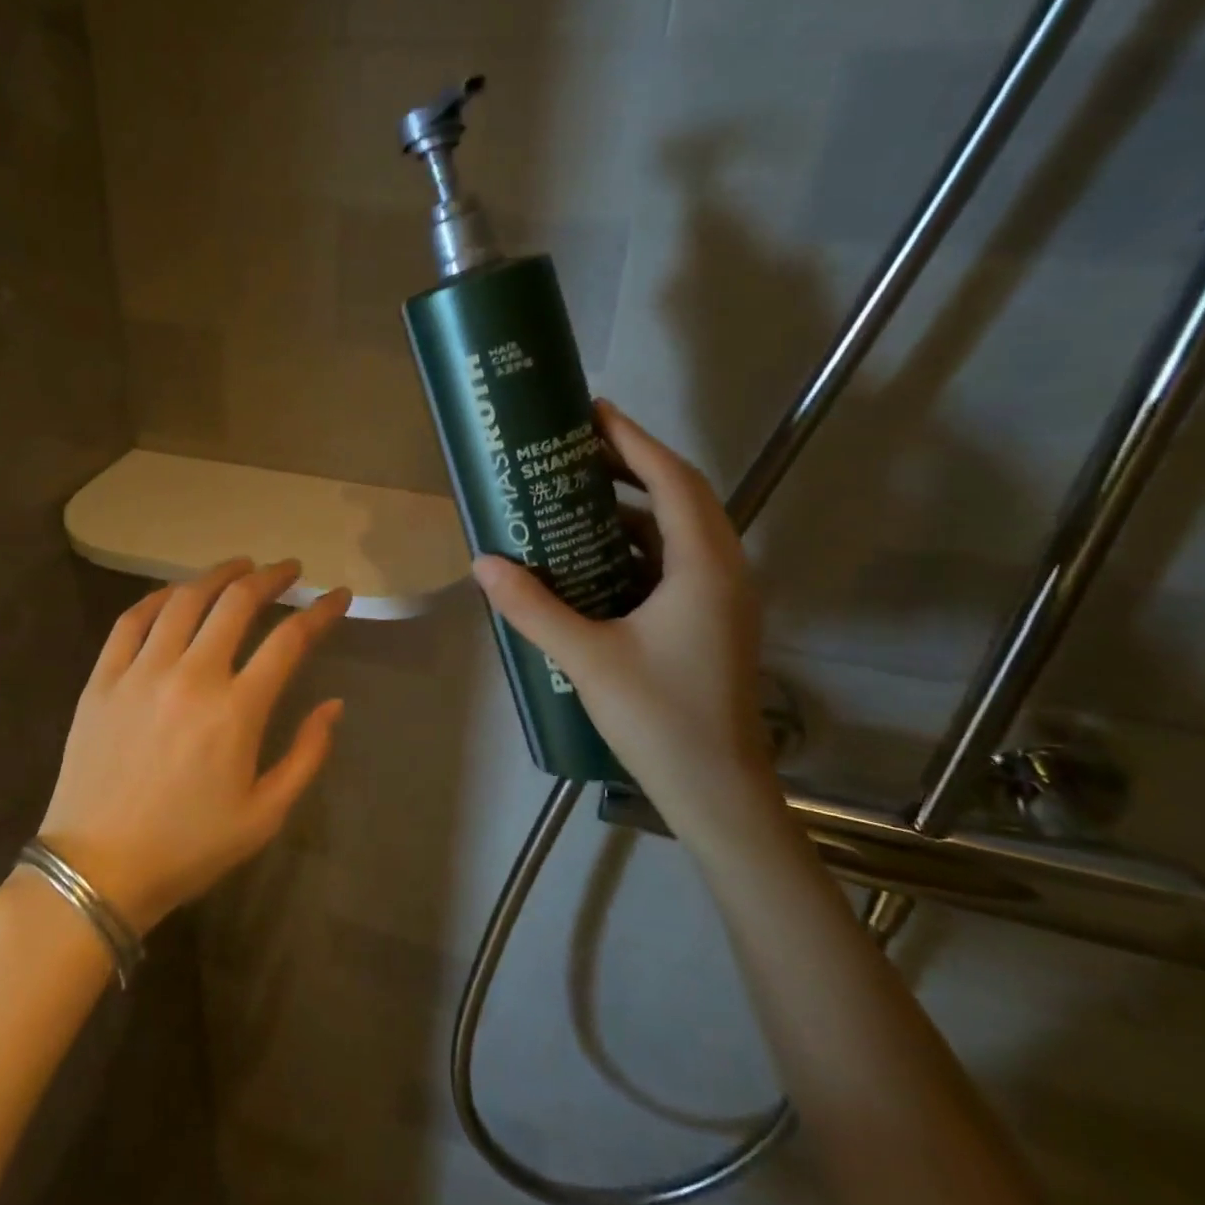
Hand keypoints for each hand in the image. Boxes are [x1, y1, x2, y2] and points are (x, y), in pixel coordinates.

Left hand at [35, 559, 349, 934]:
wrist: (96, 872)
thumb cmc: (188, 847)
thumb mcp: (265, 815)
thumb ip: (307, 755)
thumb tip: (334, 705)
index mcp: (236, 711)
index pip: (290, 640)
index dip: (321, 612)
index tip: (337, 597)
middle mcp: (191, 676)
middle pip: (237, 603)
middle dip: (272, 578)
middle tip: (289, 570)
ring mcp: (141, 672)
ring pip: (184, 600)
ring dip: (218, 575)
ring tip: (240, 566)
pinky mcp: (102, 679)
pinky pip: (131, 620)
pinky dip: (158, 597)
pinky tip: (176, 593)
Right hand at [471, 401, 777, 842]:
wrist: (717, 791)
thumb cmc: (659, 718)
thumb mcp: (586, 658)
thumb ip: (532, 607)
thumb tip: (483, 563)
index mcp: (701, 566)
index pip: (671, 481)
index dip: (633, 441)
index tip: (594, 412)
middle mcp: (721, 570)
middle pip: (681, 495)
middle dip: (632, 464)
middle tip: (578, 447)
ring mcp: (721, 596)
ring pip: (680, 529)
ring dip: (635, 505)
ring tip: (579, 495)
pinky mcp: (711, 619)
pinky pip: (676, 561)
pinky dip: (638, 544)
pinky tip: (596, 556)